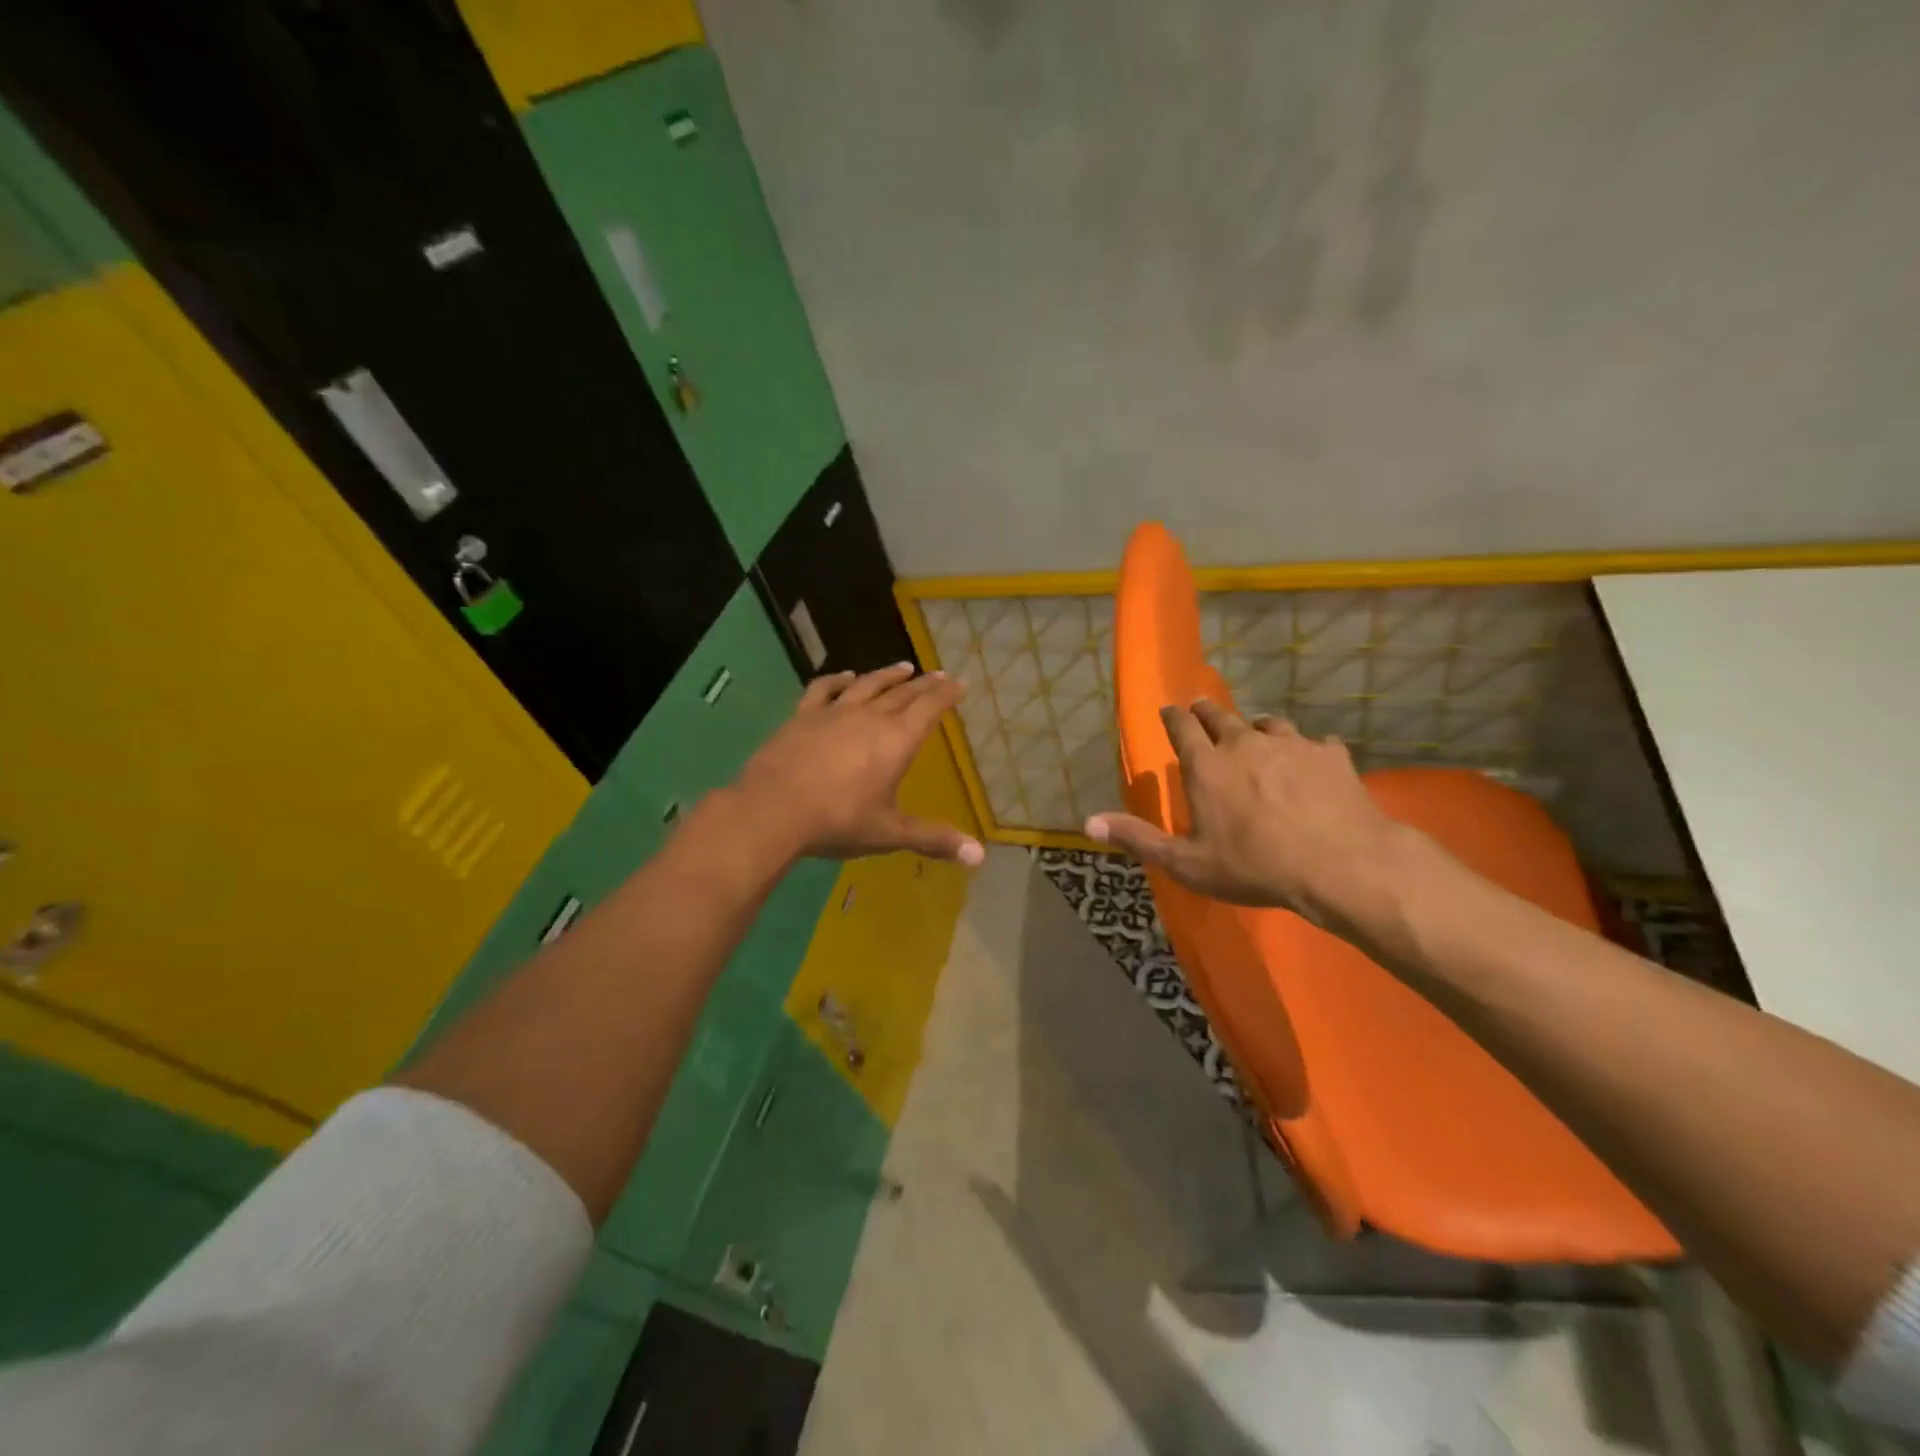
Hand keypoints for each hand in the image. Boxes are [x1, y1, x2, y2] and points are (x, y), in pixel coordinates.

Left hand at [732, 663, 985, 864]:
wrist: (773, 809)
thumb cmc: (838, 820)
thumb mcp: (889, 833)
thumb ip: (934, 839)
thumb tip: (979, 856)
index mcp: (897, 740)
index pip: (929, 707)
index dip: (946, 694)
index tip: (959, 683)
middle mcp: (870, 717)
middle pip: (903, 693)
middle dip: (924, 684)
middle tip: (938, 674)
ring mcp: (834, 712)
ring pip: (868, 685)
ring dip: (887, 675)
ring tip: (902, 668)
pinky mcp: (803, 716)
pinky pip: (825, 689)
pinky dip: (839, 680)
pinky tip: (846, 676)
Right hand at [1085, 700, 1411, 922]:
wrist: (1341, 864)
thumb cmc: (1254, 866)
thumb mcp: (1187, 863)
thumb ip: (1138, 839)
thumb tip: (1089, 822)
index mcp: (1207, 766)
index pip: (1182, 726)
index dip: (1173, 716)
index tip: (1169, 710)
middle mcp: (1245, 743)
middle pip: (1221, 715)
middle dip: (1207, 711)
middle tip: (1202, 711)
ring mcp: (1292, 744)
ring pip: (1268, 723)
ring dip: (1257, 726)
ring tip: (1257, 733)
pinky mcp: (1331, 755)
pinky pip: (1316, 742)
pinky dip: (1308, 749)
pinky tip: (1313, 761)